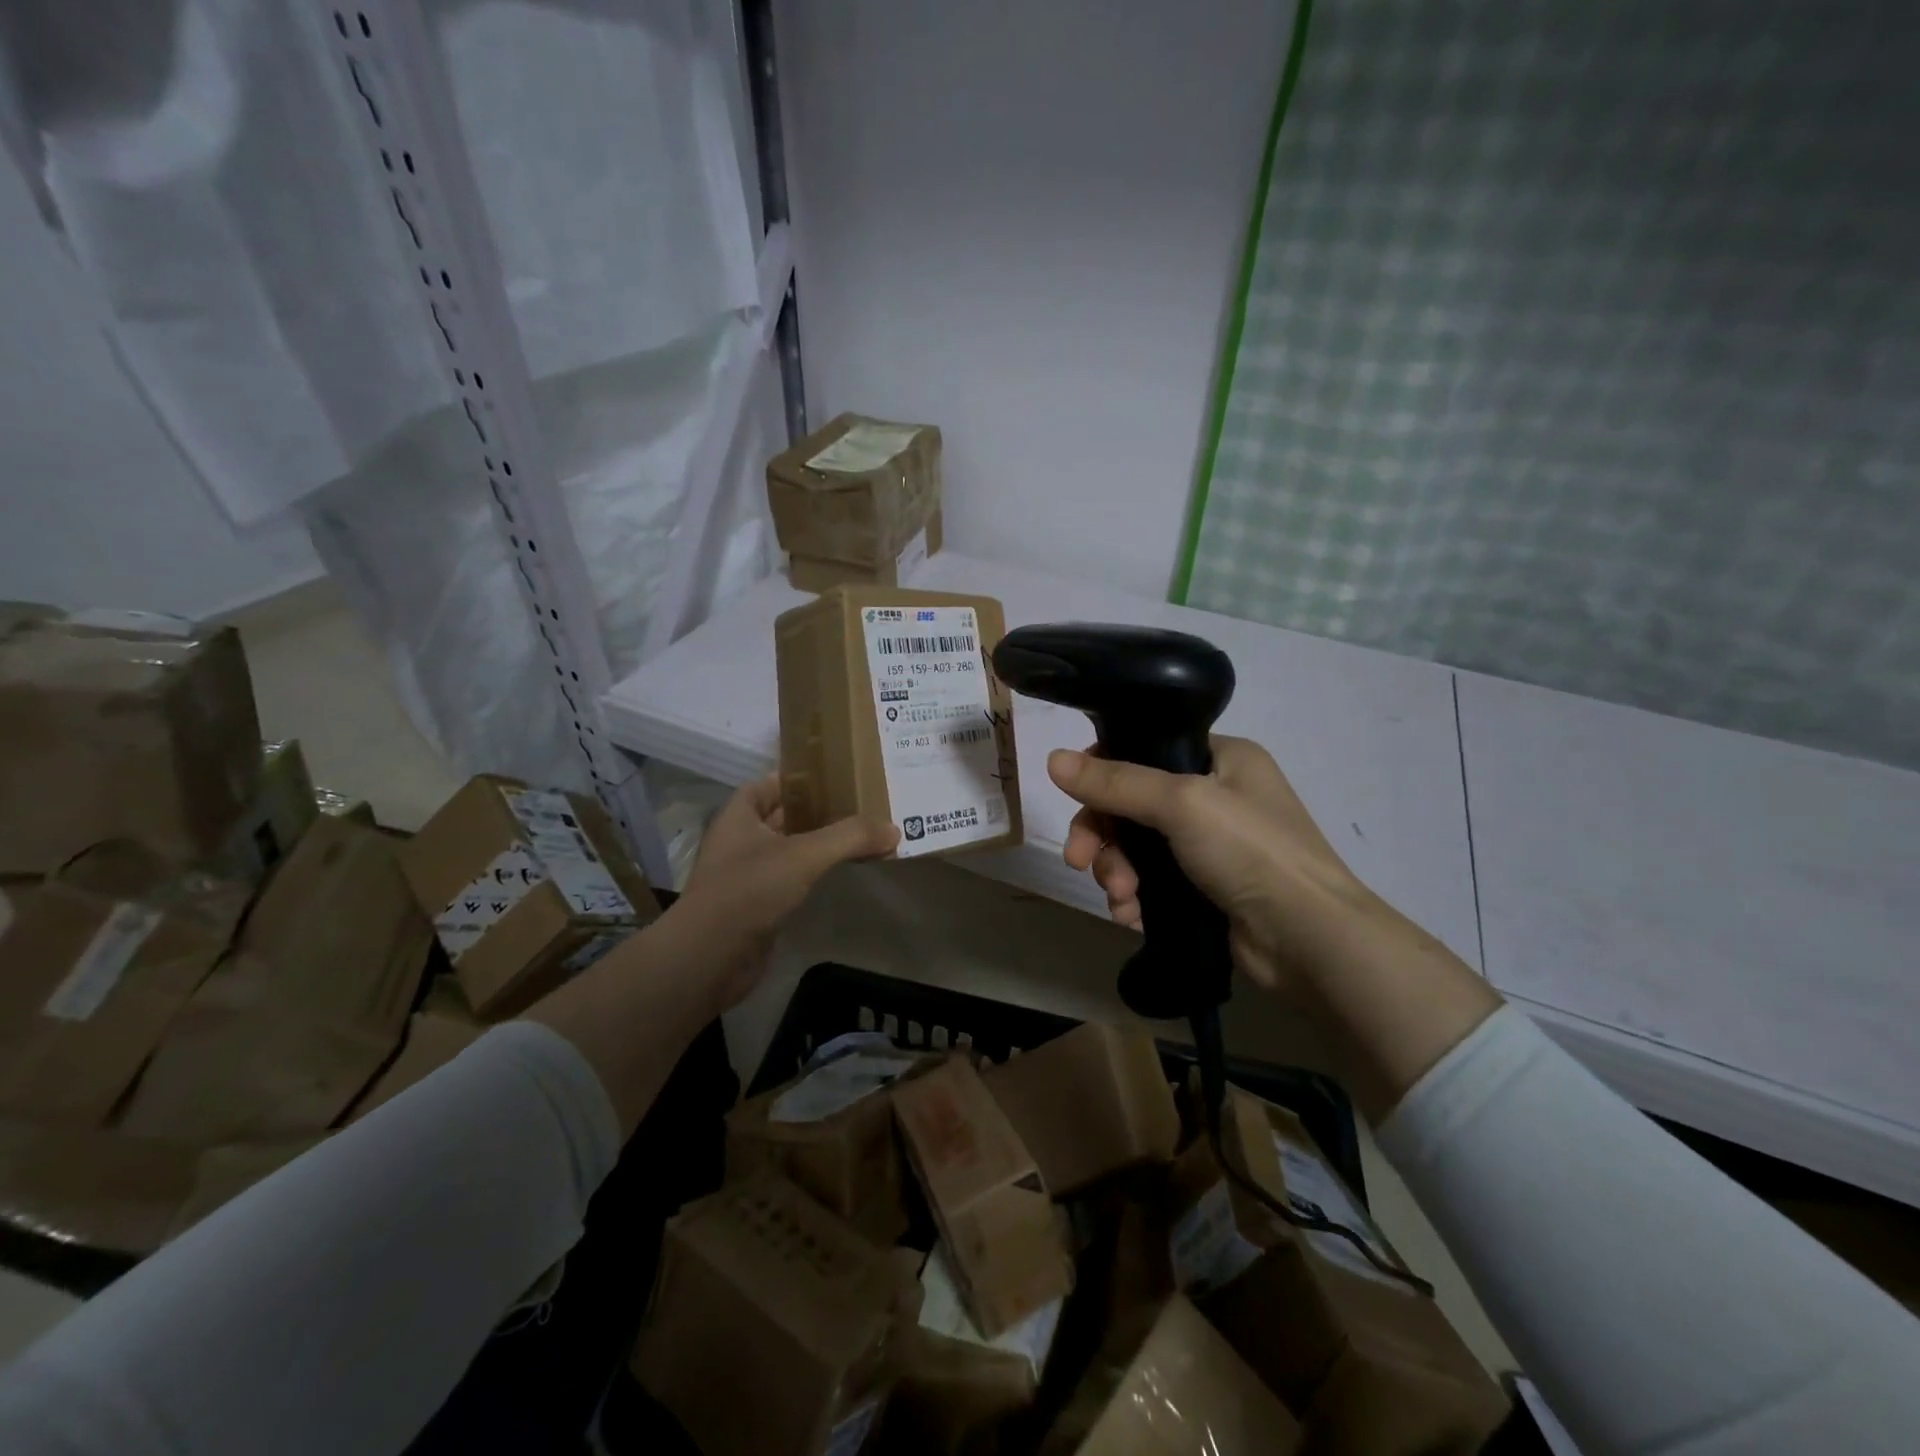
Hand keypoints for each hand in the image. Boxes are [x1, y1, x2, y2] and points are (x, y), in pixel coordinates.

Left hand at [674, 774, 897, 1009]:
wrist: (709, 958)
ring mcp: (746, 875)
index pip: (769, 784)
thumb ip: (850, 837)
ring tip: (860, 837)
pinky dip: (814, 874)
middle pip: (783, 817)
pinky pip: (791, 880)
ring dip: (819, 845)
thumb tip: (893, 829)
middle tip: (861, 806)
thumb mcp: (804, 855)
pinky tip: (841, 873)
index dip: (799, 778)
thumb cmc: (749, 890)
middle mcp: (740, 840)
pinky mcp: (756, 906)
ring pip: (789, 850)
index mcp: (740, 816)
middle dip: (818, 812)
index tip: (836, 778)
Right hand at [1050, 737, 1383, 998]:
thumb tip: (1052, 760)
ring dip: (1116, 870)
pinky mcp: (1203, 888)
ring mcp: (1209, 845)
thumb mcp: (1182, 804)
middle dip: (1104, 835)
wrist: (1309, 940)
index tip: (1076, 798)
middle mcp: (1215, 795)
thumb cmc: (1251, 851)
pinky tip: (1130, 915)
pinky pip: (1150, 881)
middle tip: (1080, 860)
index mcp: (1221, 758)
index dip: (1104, 772)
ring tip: (1120, 897)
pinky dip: (1134, 896)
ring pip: (1136, 846)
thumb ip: (1116, 782)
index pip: (1145, 749)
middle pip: (1132, 803)